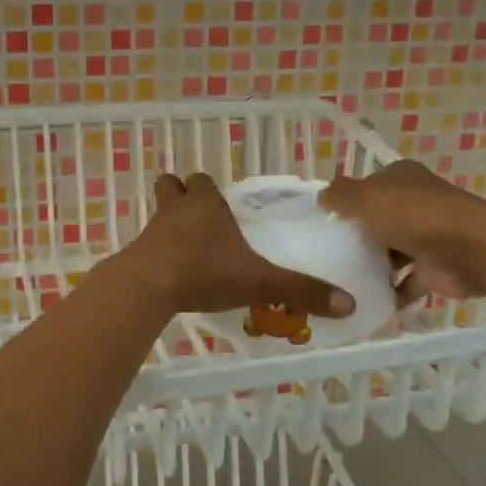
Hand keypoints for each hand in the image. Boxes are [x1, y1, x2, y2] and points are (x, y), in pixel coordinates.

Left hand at [114, 173, 356, 319]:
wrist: (148, 287)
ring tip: (187, 247)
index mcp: (206, 204)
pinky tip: (171, 273)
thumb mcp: (259, 282)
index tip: (221, 206)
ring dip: (169, 224)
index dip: (209, 190)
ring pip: (158, 213)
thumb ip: (300, 290)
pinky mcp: (137, 253)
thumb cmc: (205, 272)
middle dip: (183, 197)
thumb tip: (349, 304)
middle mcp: (177, 209)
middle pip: (173, 187)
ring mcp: (152, 230)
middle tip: (200, 220)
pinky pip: (148, 244)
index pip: (203, 181)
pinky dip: (158, 252)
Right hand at [321, 160, 485, 301]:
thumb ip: (339, 196)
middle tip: (326, 253)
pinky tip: (365, 302)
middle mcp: (416, 203)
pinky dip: (390, 293)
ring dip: (373, 265)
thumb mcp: (365, 197)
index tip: (324, 220)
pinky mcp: (436, 268)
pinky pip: (406, 282)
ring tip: (340, 280)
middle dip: (358, 235)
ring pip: (392, 251)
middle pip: (379, 218)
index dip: (347, 199)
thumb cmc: (413, 215)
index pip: (368, 185)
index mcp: (402, 178)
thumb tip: (322, 199)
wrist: (469, 250)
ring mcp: (428, 237)